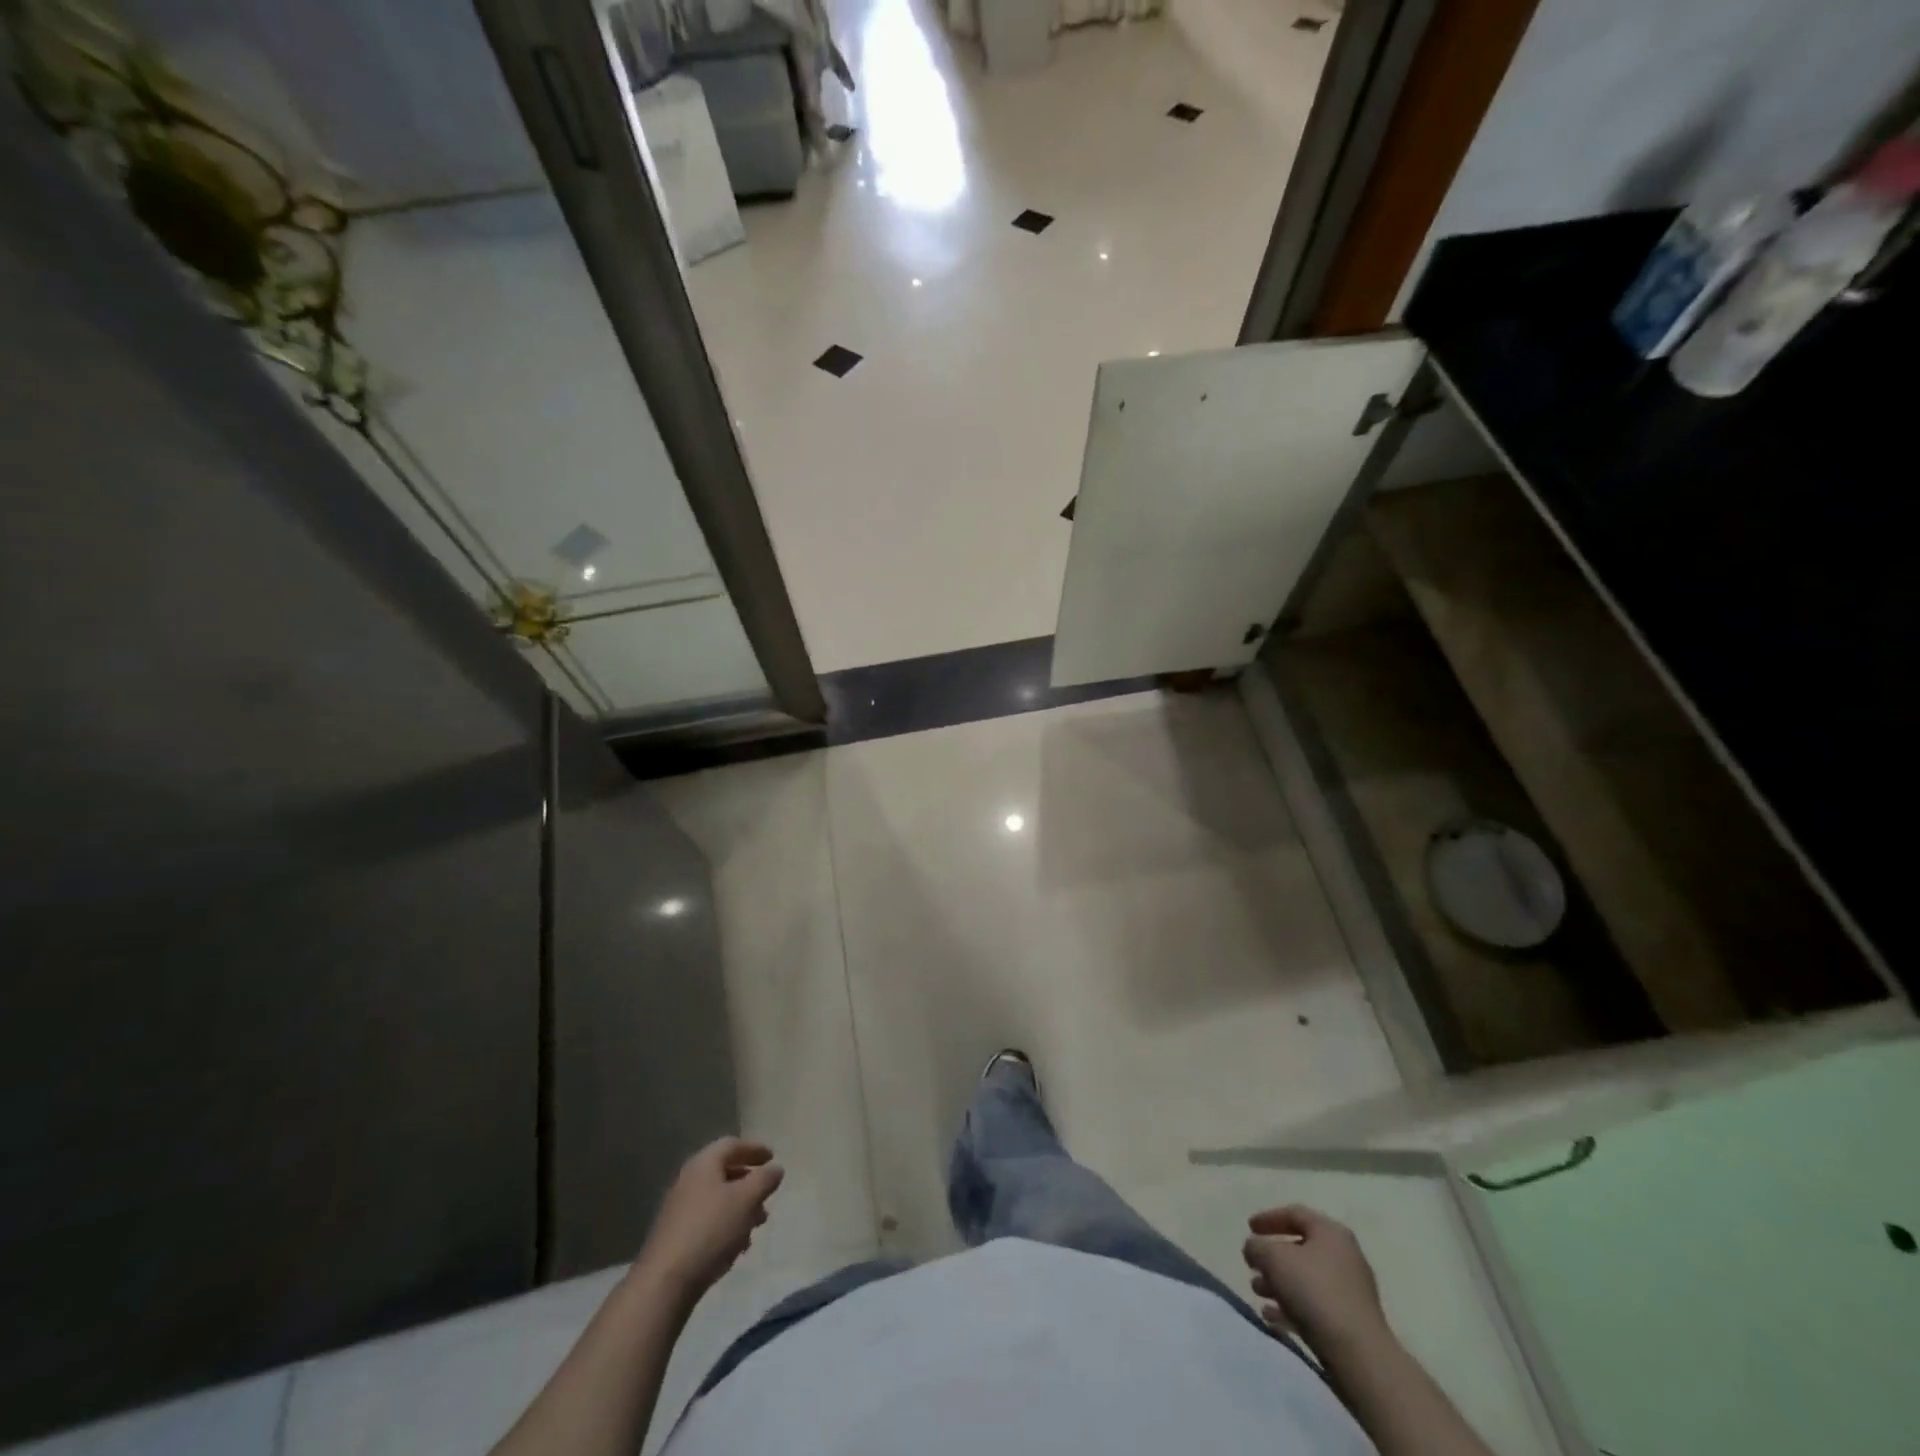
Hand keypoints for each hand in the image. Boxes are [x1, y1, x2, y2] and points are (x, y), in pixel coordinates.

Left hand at [635, 1137, 783, 1300]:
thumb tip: (775, 1168)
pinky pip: (707, 1222)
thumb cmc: (710, 1230)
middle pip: (724, 1172)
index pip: (732, 1145)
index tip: (773, 1158)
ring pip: (717, 1200)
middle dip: (749, 1182)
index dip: (754, 1149)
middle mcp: (688, 1181)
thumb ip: (765, 1180)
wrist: (664, 1283)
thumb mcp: (746, 1200)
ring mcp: (679, 1210)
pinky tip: (737, 1246)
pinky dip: (726, 1226)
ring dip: (740, 1208)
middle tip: (767, 1194)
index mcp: (703, 1164)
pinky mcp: (675, 1238)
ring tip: (757, 1225)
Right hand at [1243, 1204, 1387, 1349]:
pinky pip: (1315, 1307)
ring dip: (1278, 1283)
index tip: (1248, 1228)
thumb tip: (1253, 1248)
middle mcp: (1344, 1257)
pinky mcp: (1350, 1324)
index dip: (1268, 1218)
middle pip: (1301, 1248)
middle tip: (1252, 1265)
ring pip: (1306, 1279)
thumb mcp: (1274, 1258)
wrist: (1359, 1355)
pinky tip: (1271, 1318)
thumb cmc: (1314, 1292)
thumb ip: (1256, 1246)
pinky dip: (1291, 1308)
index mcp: (1330, 1232)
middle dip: (1272, 1257)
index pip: (1295, 1214)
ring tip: (1257, 1292)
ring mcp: (1350, 1292)